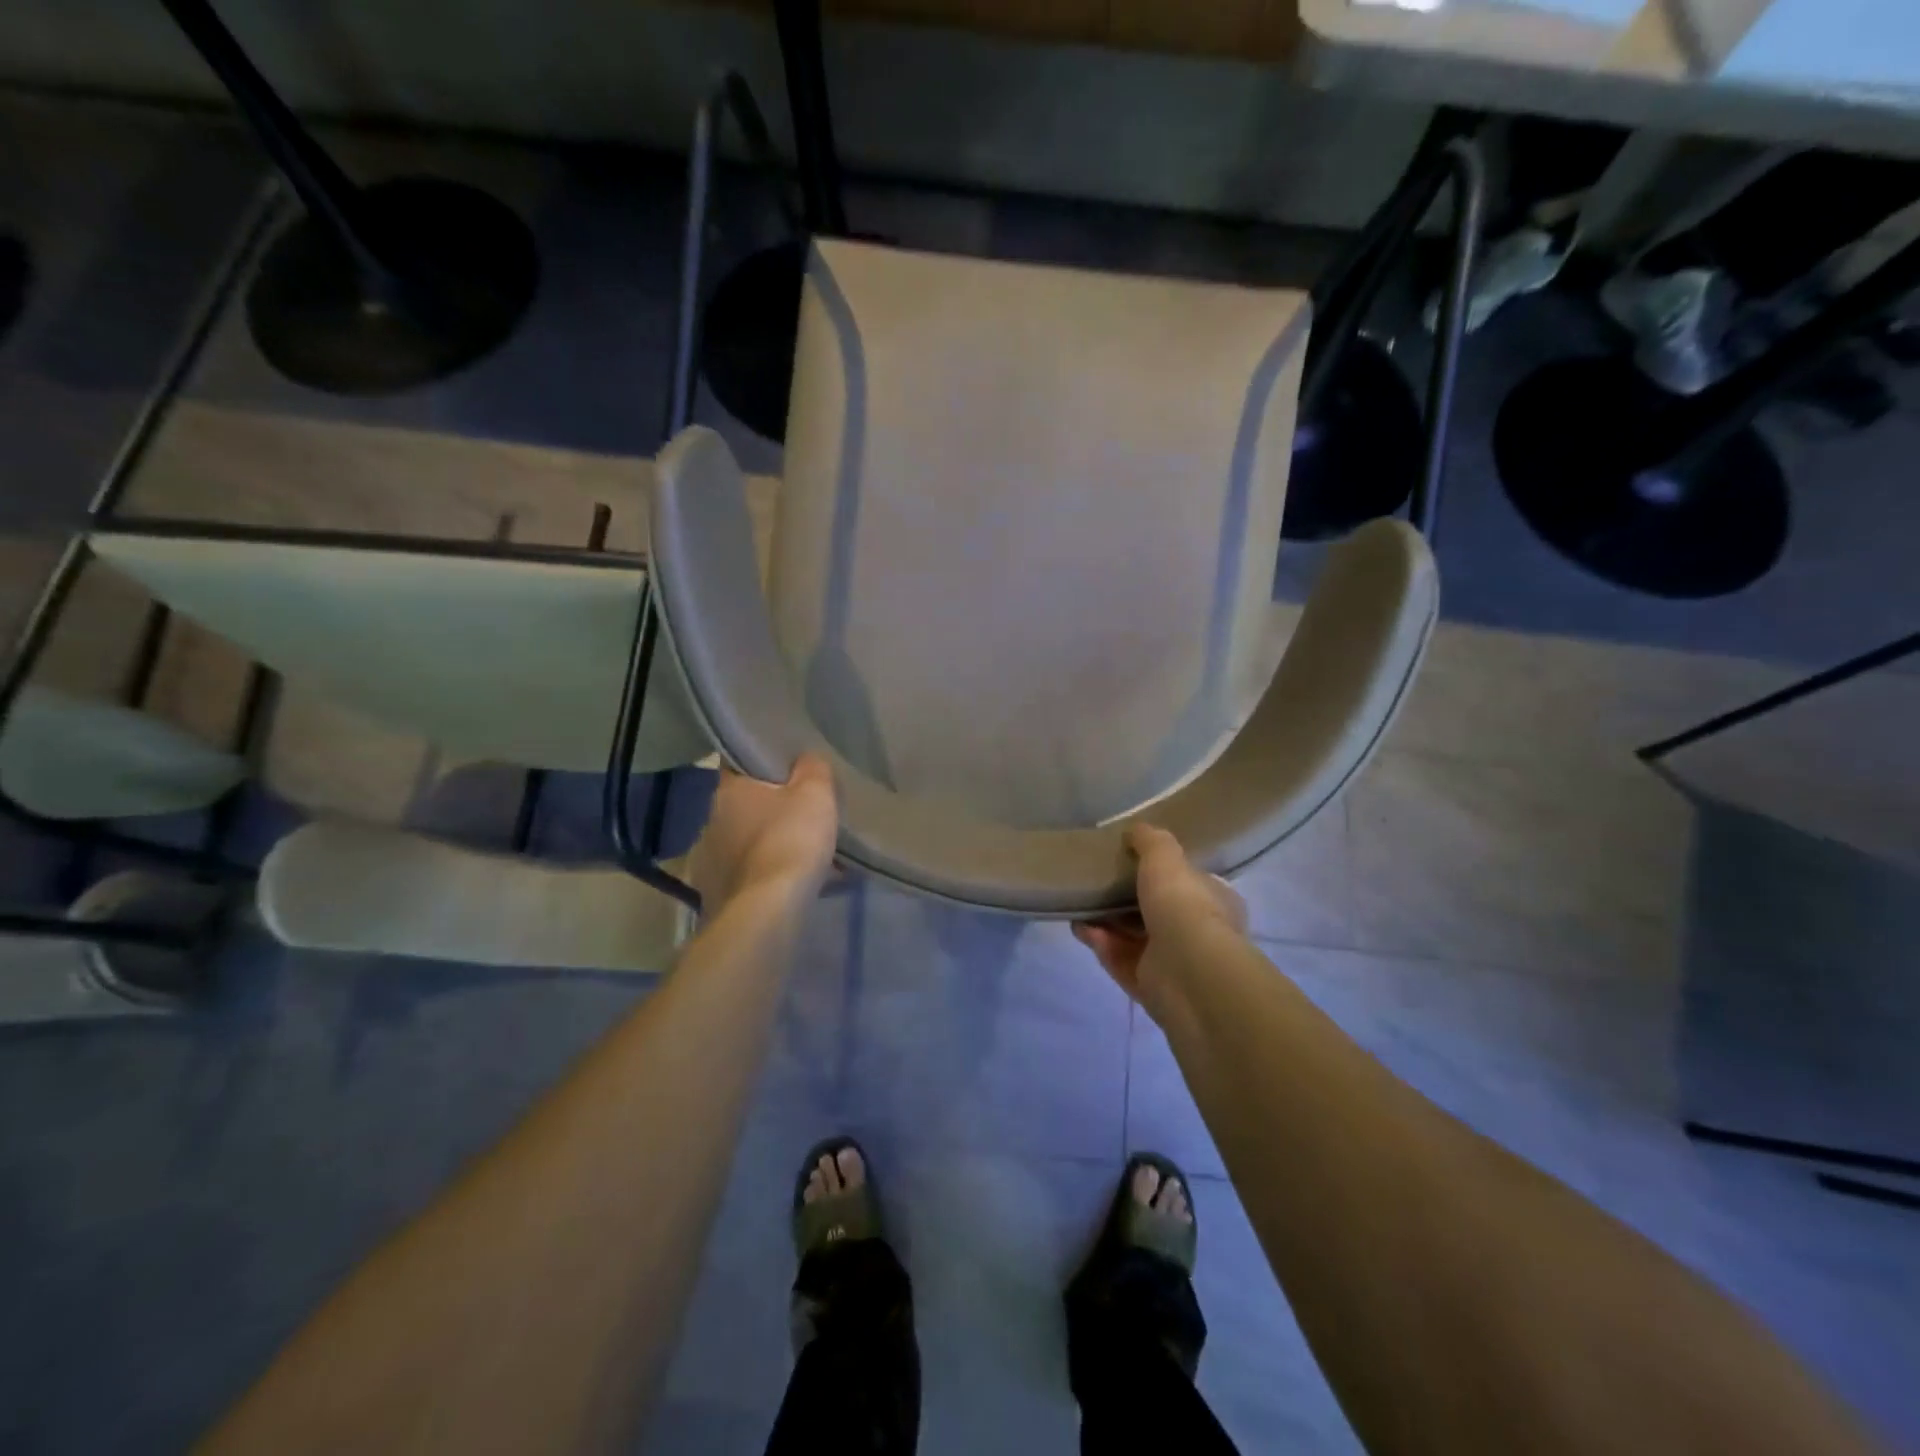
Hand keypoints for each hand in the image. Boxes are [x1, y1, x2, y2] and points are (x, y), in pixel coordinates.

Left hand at [689, 755, 838, 911]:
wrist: (767, 910)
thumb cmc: (790, 840)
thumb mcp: (815, 793)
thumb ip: (813, 768)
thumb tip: (806, 760)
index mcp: (727, 789)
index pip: (739, 764)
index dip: (764, 766)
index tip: (788, 773)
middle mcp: (709, 820)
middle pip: (744, 805)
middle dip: (770, 810)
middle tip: (802, 816)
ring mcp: (707, 859)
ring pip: (745, 842)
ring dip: (768, 845)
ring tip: (801, 856)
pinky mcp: (714, 893)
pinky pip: (747, 874)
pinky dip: (766, 876)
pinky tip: (790, 885)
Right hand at [1073, 824, 1246, 1011]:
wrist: (1188, 973)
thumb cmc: (1184, 905)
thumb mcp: (1165, 857)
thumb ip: (1149, 841)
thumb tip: (1135, 830)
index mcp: (1214, 901)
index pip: (1189, 883)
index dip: (1161, 872)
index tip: (1130, 861)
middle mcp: (1199, 933)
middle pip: (1155, 911)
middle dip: (1125, 898)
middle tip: (1098, 882)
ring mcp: (1174, 964)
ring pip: (1133, 937)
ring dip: (1106, 920)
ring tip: (1079, 903)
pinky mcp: (1149, 986)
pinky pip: (1118, 959)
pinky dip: (1099, 942)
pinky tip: (1078, 926)